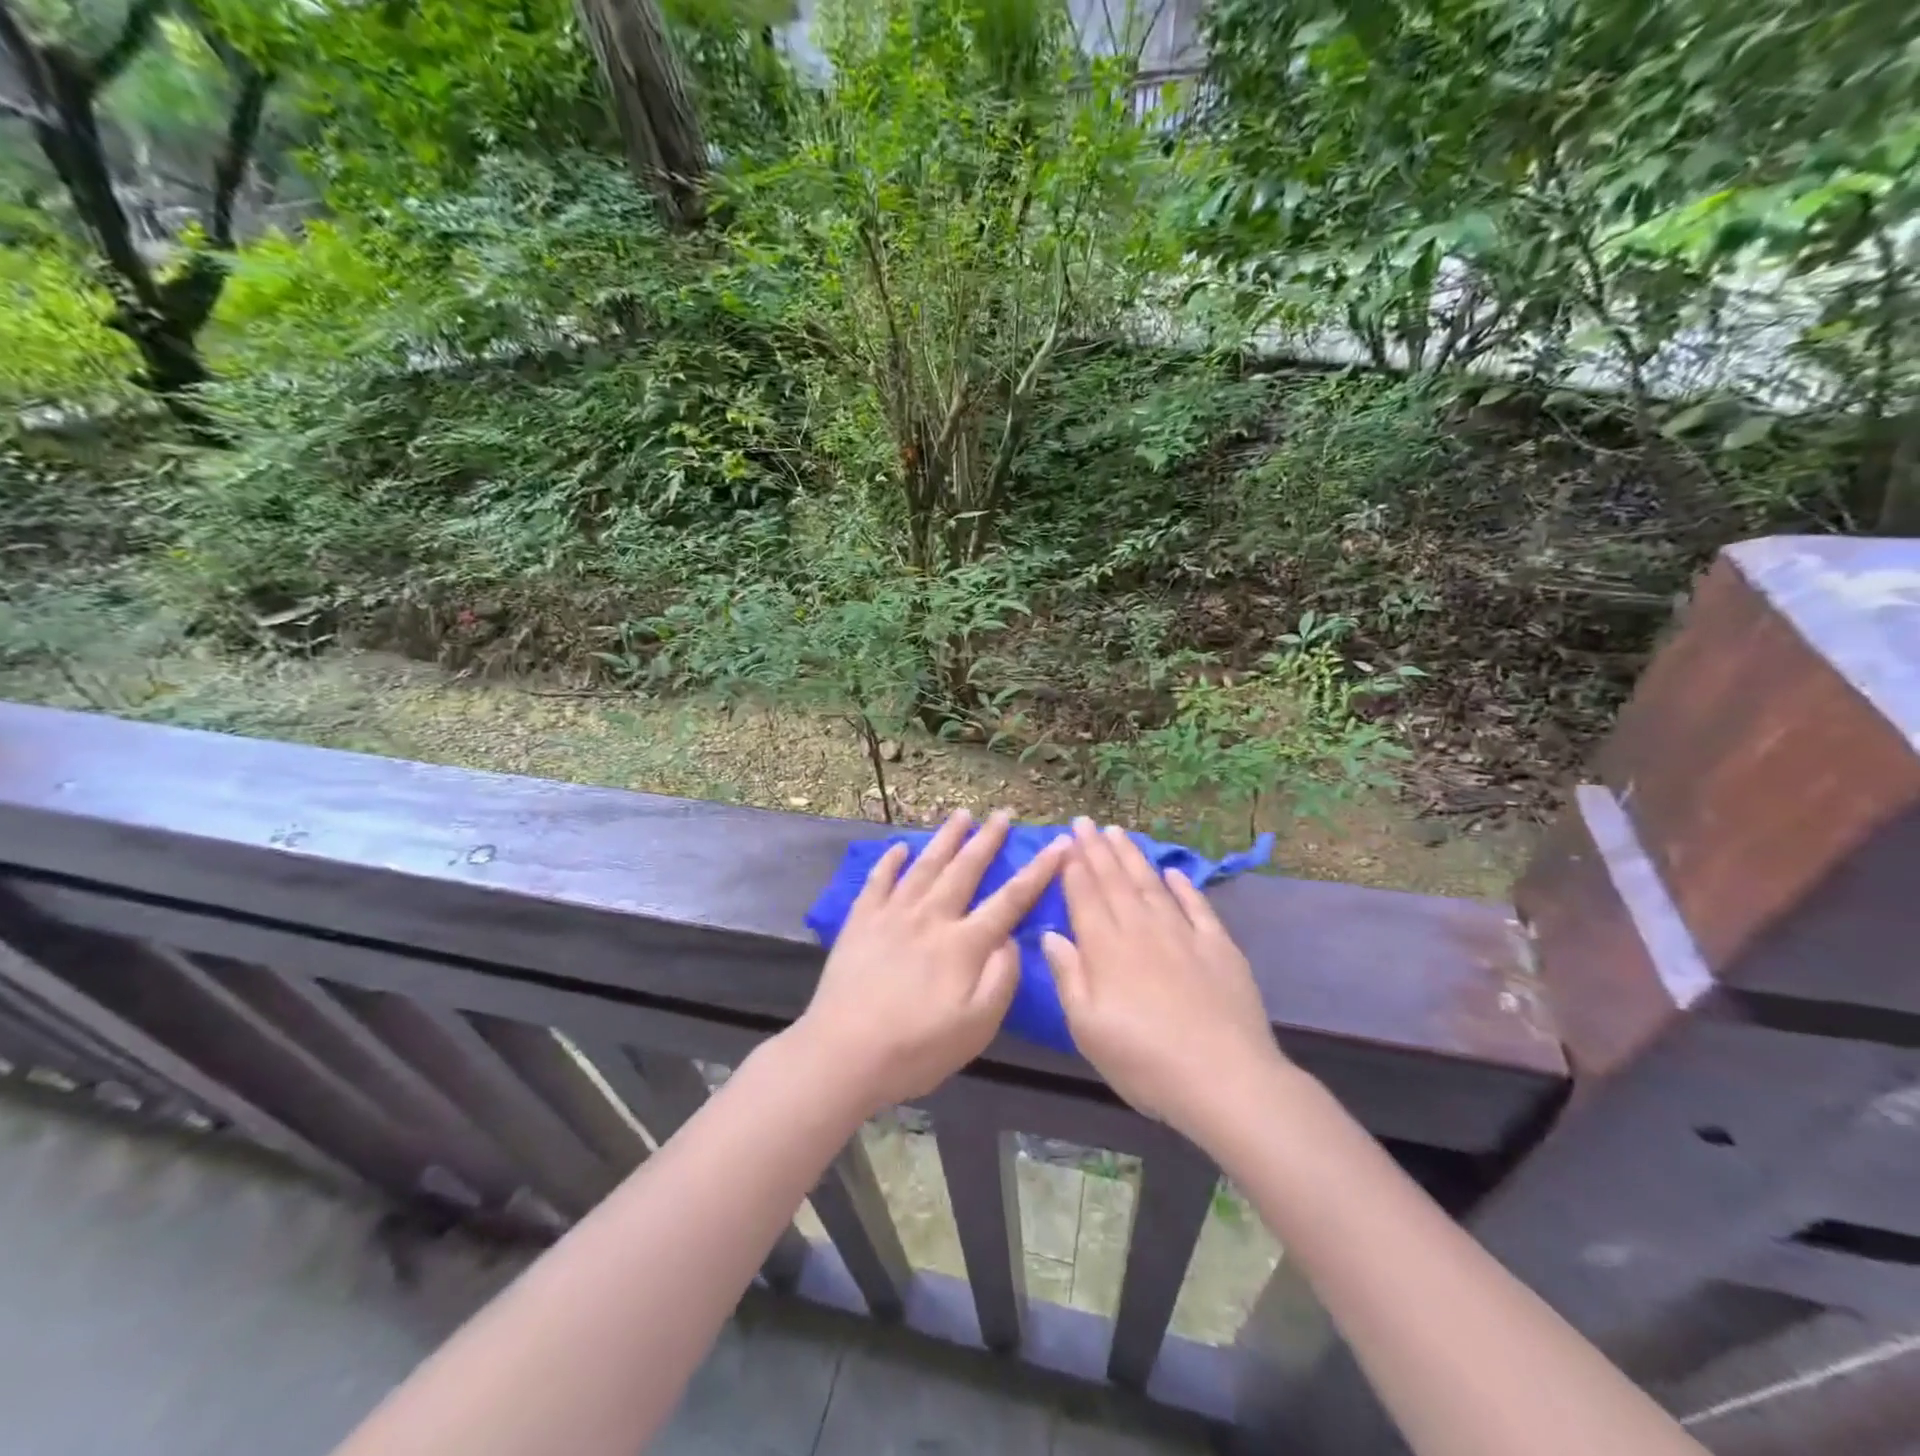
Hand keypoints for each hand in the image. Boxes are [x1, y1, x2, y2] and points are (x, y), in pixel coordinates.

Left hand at [791, 809, 1066, 1111]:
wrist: (843, 1054)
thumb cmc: (916, 1049)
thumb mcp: (976, 1027)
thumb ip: (1001, 980)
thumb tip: (1011, 940)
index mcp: (964, 944)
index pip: (1010, 899)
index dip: (1038, 870)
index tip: (1059, 844)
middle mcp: (931, 917)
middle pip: (965, 869)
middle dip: (987, 840)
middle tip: (1002, 814)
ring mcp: (892, 915)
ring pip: (925, 865)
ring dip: (945, 838)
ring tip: (961, 814)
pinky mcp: (861, 921)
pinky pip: (878, 881)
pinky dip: (890, 861)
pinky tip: (899, 847)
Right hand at [1041, 819, 1287, 1144]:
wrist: (1225, 1079)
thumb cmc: (1144, 1061)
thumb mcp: (1088, 1029)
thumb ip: (1068, 976)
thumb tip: (1050, 934)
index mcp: (1106, 949)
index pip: (1085, 896)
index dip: (1074, 866)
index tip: (1065, 839)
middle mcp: (1142, 930)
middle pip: (1115, 881)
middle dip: (1097, 849)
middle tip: (1086, 821)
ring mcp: (1183, 935)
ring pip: (1152, 885)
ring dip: (1132, 857)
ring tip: (1118, 832)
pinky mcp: (1219, 947)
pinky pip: (1197, 907)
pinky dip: (1184, 887)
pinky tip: (1173, 873)